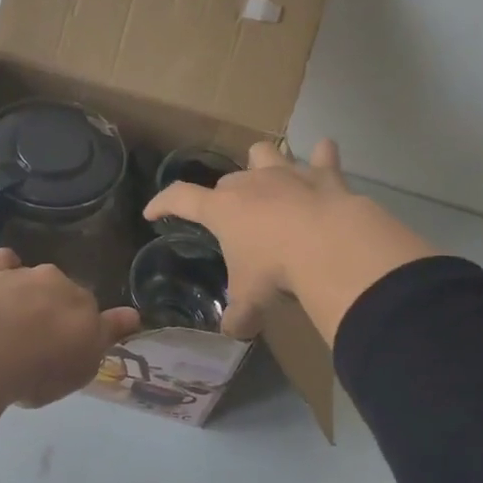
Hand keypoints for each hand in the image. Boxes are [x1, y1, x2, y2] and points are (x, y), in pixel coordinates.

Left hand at [0, 249, 140, 407]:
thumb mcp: (80, 371)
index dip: (93, 326)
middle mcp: (62, 286)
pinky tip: (0, 278)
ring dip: (31, 294)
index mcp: (87, 310)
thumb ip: (102, 341)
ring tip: (14, 322)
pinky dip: (5, 266)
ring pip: (37, 279)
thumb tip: (131, 316)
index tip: (86, 337)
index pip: (98, 315)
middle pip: (66, 294)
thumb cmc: (40, 370)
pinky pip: (4, 260)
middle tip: (42, 339)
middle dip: (59, 310)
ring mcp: (27, 276)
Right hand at [143, 139, 435, 342]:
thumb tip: (233, 330)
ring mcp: (287, 174)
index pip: (179, 198)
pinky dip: (323, 157)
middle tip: (233, 220)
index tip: (152, 212)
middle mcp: (250, 183)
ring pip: (265, 153)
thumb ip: (238, 315)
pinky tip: (324, 155)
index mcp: (222, 209)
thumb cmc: (276, 270)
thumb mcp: (251, 300)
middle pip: (227, 180)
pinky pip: (323, 156)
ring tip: (268, 176)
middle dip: (224, 196)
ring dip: (263, 162)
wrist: (331, 247)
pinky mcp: (324, 176)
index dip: (162, 203)